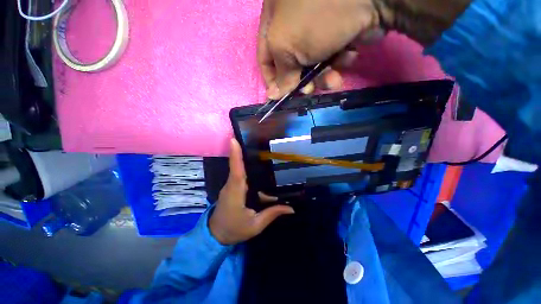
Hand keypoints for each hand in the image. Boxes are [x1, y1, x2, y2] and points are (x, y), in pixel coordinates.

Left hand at [208, 139, 294, 244]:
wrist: (215, 236)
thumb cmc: (234, 230)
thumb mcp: (255, 225)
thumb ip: (272, 214)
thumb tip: (291, 208)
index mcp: (235, 193)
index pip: (236, 172)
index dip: (235, 156)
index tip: (233, 140)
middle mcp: (231, 186)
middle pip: (239, 167)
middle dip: (245, 153)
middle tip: (257, 141)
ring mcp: (230, 186)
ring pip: (241, 171)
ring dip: (249, 163)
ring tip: (263, 155)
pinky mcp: (231, 188)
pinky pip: (241, 177)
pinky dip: (249, 173)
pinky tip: (261, 174)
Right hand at [257, 0, 470, 98]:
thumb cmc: (317, 16)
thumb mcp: (288, 46)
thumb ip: (281, 74)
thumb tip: (272, 95)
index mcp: (274, 19)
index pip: (264, 57)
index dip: (271, 79)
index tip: (279, 96)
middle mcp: (293, 23)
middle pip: (290, 64)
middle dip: (301, 81)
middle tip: (309, 90)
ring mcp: (316, 29)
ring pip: (312, 65)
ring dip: (323, 77)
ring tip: (333, 80)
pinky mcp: (336, 33)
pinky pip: (330, 57)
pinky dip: (338, 63)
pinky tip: (347, 57)